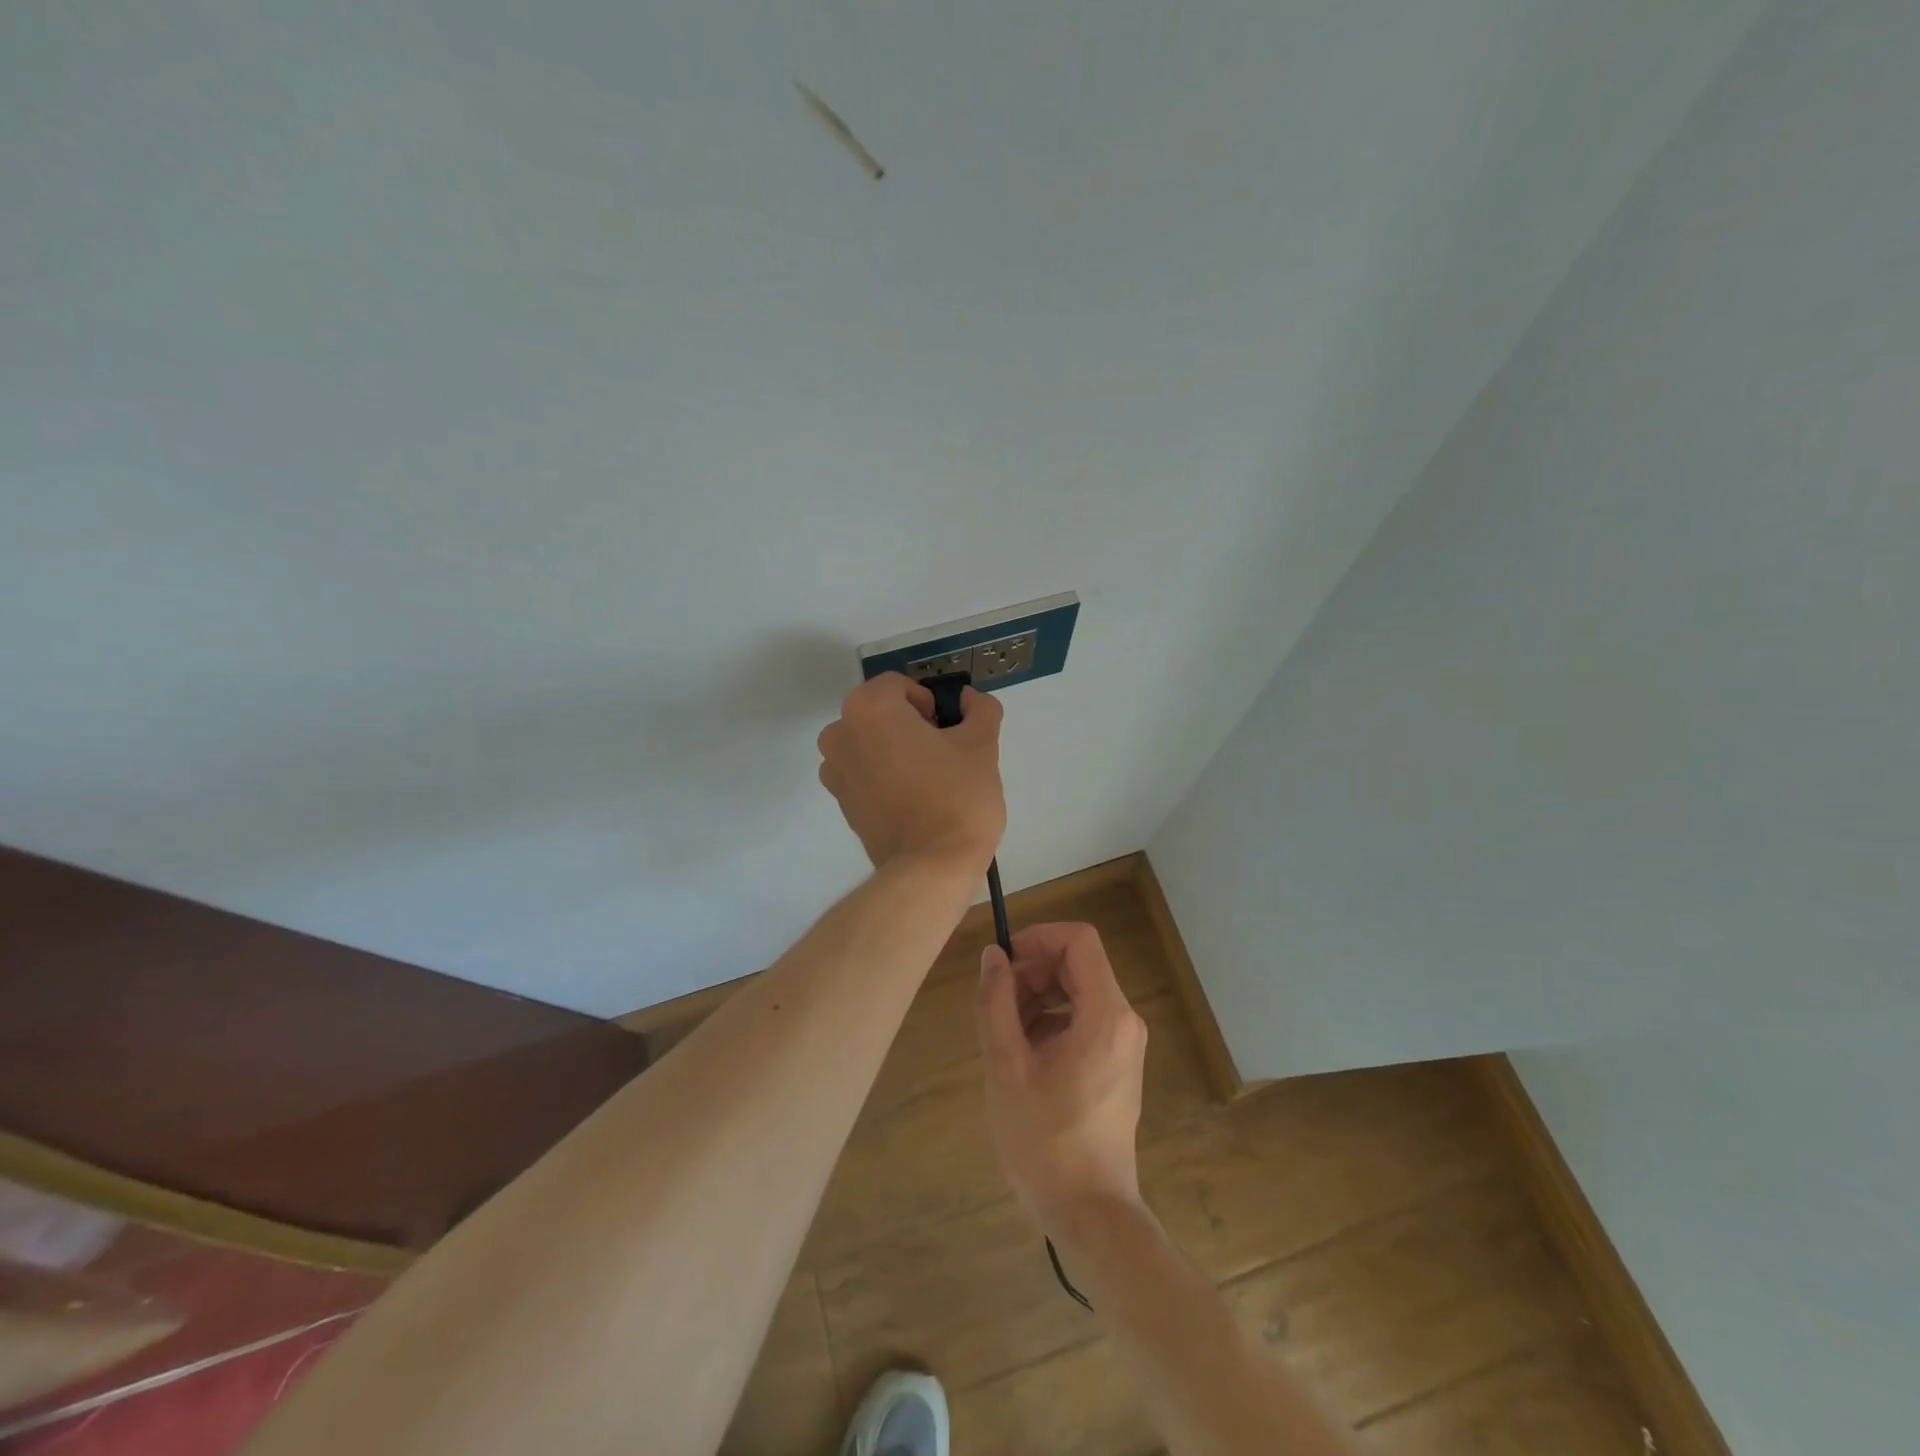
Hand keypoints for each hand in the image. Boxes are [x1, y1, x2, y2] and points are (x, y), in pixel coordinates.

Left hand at [816, 672, 1005, 873]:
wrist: (930, 868)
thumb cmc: (957, 797)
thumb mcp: (982, 744)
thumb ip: (979, 709)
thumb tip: (969, 700)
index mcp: (868, 709)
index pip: (900, 686)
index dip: (930, 703)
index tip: (949, 730)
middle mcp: (840, 734)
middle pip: (881, 713)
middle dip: (911, 724)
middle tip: (945, 753)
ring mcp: (834, 771)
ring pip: (871, 743)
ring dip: (895, 749)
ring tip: (929, 778)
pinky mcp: (841, 802)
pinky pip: (864, 773)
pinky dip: (884, 776)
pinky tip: (913, 799)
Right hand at [976, 923, 1148, 1233]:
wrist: (1090, 1214)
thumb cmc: (1044, 1141)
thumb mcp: (1006, 1065)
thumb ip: (996, 1001)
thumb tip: (993, 955)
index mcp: (1105, 1014)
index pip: (1079, 940)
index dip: (1038, 938)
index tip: (1004, 961)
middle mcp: (1124, 1020)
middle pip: (1078, 964)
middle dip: (1033, 971)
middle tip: (995, 1002)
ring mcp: (1124, 1044)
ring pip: (1079, 991)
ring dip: (1038, 997)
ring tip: (1003, 1032)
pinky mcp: (1118, 1064)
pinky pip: (1084, 1019)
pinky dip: (1052, 1021)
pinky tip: (1024, 1054)